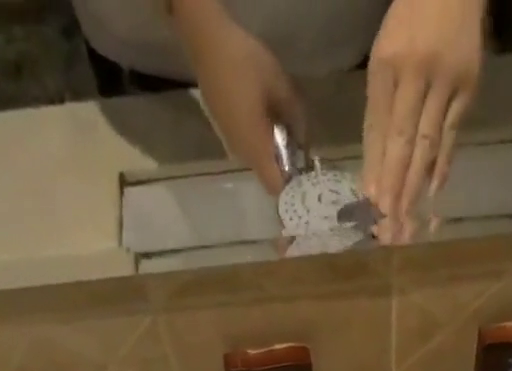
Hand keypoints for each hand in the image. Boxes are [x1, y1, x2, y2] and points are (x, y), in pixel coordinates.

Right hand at [173, 0, 305, 194]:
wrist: (207, 43)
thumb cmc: (245, 64)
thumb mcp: (280, 85)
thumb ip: (295, 115)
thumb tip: (303, 137)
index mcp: (256, 149)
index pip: (275, 187)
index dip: (290, 186)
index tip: (302, 172)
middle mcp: (242, 154)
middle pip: (266, 174)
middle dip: (282, 166)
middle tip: (295, 144)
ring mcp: (230, 143)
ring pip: (256, 161)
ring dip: (269, 151)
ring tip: (279, 127)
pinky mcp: (223, 131)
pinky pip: (246, 147)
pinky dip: (257, 141)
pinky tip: (261, 117)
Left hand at [363, 0, 484, 224]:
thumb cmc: (410, 26)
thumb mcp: (385, 59)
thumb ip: (380, 109)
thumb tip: (376, 168)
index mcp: (386, 65)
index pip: (377, 128)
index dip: (373, 169)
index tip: (369, 205)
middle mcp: (414, 73)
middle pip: (401, 141)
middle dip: (393, 186)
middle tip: (387, 224)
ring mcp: (444, 81)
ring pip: (426, 143)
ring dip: (415, 186)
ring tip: (406, 219)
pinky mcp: (468, 86)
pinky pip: (452, 134)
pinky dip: (441, 165)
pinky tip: (432, 193)